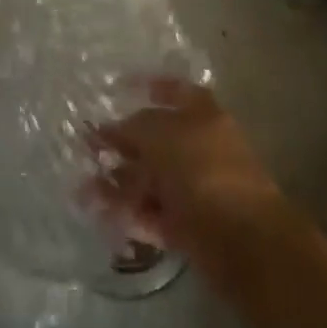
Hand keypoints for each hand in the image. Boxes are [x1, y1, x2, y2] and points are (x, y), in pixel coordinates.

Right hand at [94, 79, 289, 285]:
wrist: (243, 240)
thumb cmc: (202, 169)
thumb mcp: (160, 135)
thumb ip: (132, 128)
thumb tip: (110, 129)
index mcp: (203, 116)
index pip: (176, 91)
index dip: (150, 86)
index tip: (119, 88)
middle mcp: (201, 148)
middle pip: (157, 141)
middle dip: (123, 145)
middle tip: (87, 149)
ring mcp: (197, 189)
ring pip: (153, 181)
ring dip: (119, 183)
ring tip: (83, 189)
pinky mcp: (191, 228)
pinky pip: (155, 214)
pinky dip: (130, 214)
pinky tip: (101, 216)